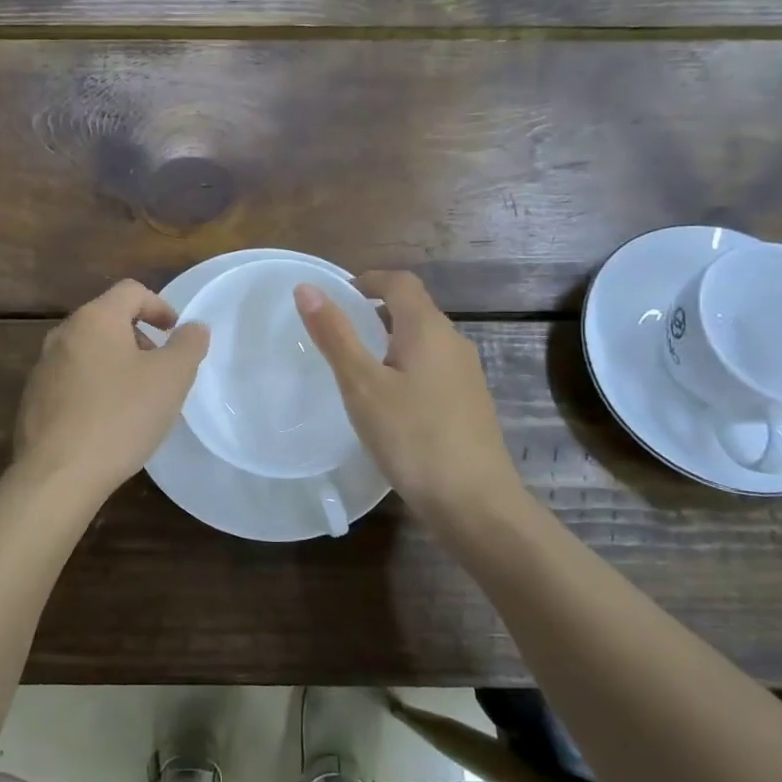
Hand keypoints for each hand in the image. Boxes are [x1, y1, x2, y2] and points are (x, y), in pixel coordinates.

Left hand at [14, 279, 208, 504]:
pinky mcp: (33, 400)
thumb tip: (194, 327)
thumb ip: (188, 345)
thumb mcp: (171, 378)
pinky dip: (95, 388)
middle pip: (108, 320)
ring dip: (117, 365)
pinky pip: (72, 381)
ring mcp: (43, 368)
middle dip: (139, 338)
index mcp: (94, 319)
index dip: (160, 306)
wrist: (58, 474)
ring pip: (89, 352)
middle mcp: (63, 334)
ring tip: (137, 400)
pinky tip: (108, 422)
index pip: (131, 291)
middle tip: (161, 370)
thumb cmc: (120, 416)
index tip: (175, 334)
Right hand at [295, 271, 526, 534]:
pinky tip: (390, 404)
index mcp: (428, 329)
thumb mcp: (361, 385)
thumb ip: (335, 335)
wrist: (475, 502)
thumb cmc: (412, 437)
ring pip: (424, 342)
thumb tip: (307, 288)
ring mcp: (467, 375)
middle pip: (414, 310)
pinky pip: (433, 369)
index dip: (369, 280)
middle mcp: (453, 342)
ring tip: (358, 368)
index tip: (339, 295)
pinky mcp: (470, 404)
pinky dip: (406, 368)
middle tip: (339, 333)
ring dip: (391, 341)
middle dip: (377, 311)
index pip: (400, 282)